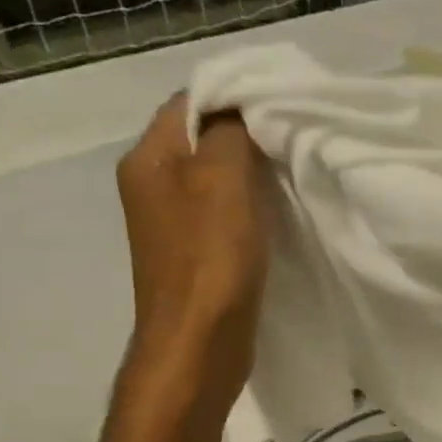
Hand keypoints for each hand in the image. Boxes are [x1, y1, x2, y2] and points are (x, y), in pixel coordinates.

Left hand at [116, 94, 269, 372]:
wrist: (199, 343)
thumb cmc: (210, 257)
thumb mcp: (222, 178)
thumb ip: (229, 131)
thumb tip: (238, 107)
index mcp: (147, 159)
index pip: (188, 102)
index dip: (234, 98)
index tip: (281, 106)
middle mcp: (152, 185)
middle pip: (203, 141)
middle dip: (248, 138)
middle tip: (294, 140)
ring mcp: (172, 223)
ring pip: (217, 179)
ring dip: (253, 176)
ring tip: (293, 176)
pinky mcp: (195, 255)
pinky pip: (225, 214)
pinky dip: (252, 209)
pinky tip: (280, 216)